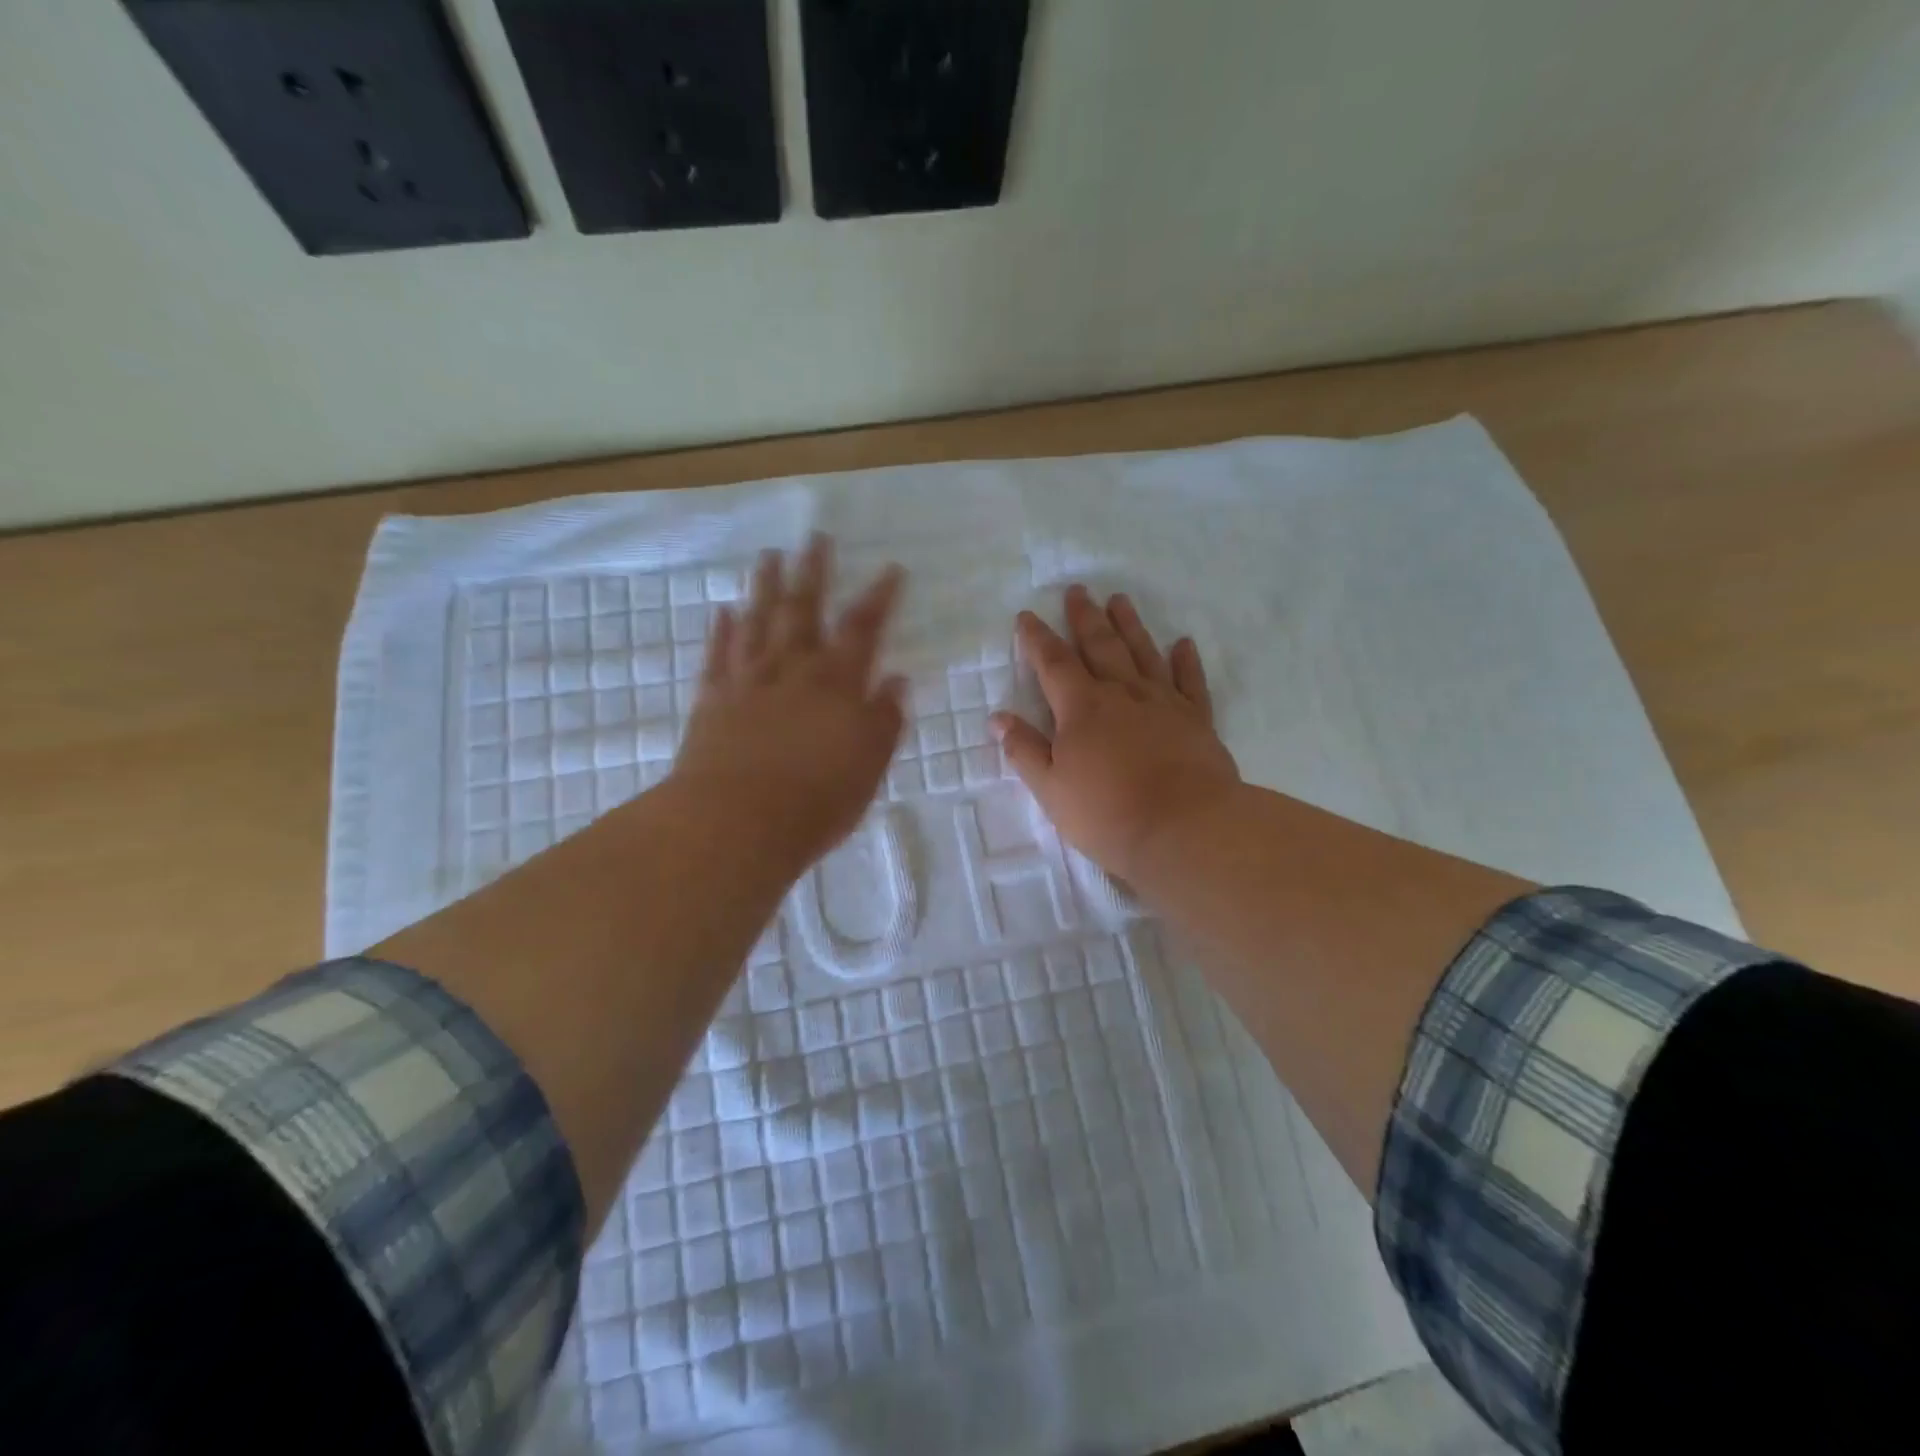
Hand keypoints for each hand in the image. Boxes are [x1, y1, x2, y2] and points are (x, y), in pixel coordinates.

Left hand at [670, 534, 906, 873]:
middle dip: (813, 572)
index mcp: (836, 684)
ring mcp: (747, 682)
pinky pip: (718, 656)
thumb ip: (884, 720)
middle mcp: (792, 671)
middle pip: (804, 610)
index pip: (863, 630)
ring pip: (757, 622)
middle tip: (815, 537)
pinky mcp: (712, 701)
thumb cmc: (816, 801)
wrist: (735, 823)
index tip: (890, 569)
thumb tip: (897, 681)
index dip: (878, 598)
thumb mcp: (869, 766)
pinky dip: (721, 631)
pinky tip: (723, 611)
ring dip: (765, 588)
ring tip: (769, 556)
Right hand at [992, 585, 1239, 881]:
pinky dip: (1186, 661)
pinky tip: (1183, 643)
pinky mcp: (1197, 720)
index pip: (1053, 663)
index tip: (1027, 616)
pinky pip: (1190, 682)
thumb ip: (1025, 750)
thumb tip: (998, 718)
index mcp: (1082, 708)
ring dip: (1130, 625)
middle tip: (1078, 590)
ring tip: (1120, 599)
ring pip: (1143, 653)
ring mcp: (1163, 703)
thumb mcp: (1051, 789)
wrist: (1186, 830)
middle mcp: (1122, 693)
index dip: (1037, 639)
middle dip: (1085, 617)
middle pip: (1100, 646)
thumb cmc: (1108, 814)